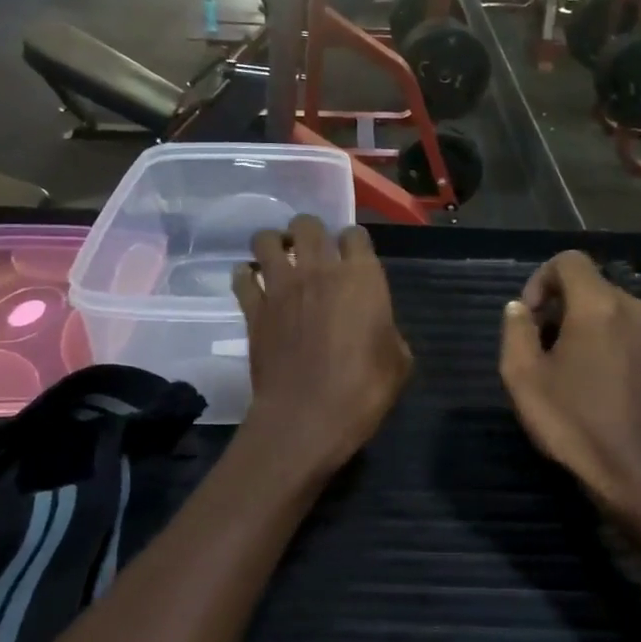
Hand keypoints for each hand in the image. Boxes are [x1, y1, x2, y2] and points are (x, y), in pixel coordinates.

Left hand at [233, 217, 410, 472]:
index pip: (355, 234)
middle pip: (308, 225)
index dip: (354, 243)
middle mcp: (319, 270)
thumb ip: (388, 333)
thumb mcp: (398, 362)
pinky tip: (253, 286)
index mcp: (361, 277)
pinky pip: (242, 277)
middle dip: (310, 233)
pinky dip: (246, 277)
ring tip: (279, 260)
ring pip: (267, 239)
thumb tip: (378, 330)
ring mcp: (281, 287)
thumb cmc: (364, 389)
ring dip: (273, 244)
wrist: (307, 416)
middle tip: (312, 254)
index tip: (354, 258)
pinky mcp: (253, 309)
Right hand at [499, 252, 640, 526]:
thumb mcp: (523, 376)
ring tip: (565, 365)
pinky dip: (605, 338)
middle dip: (559, 304)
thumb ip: (516, 330)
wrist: (634, 472)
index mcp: (598, 305)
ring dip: (582, 322)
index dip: (540, 279)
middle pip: (589, 284)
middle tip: (540, 346)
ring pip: (609, 307)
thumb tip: (519, 309)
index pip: (569, 261)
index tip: (528, 317)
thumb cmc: (573, 422)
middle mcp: (633, 308)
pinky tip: (594, 378)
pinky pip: (627, 329)